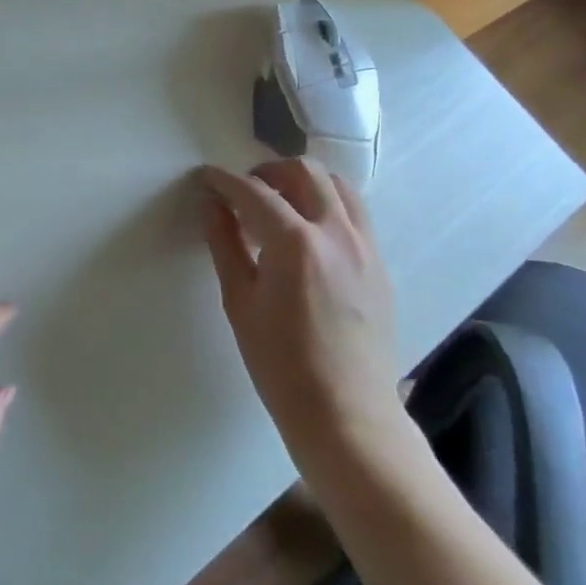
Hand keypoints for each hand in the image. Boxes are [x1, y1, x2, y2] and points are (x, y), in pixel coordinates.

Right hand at [198, 160, 399, 458]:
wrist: (346, 414)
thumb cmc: (280, 363)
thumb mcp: (239, 300)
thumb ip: (224, 244)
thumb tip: (211, 205)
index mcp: (296, 242)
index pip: (254, 192)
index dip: (223, 180)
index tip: (205, 178)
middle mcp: (337, 233)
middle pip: (305, 172)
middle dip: (268, 171)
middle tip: (243, 191)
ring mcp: (366, 247)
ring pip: (339, 187)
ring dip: (304, 183)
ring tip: (278, 206)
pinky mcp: (380, 265)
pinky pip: (354, 215)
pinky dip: (327, 207)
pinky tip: (306, 237)